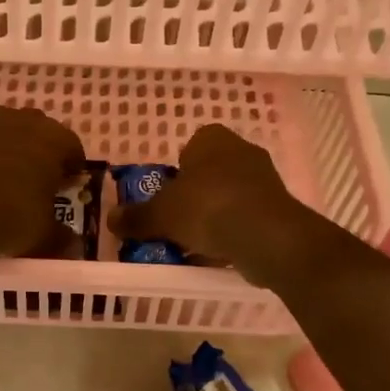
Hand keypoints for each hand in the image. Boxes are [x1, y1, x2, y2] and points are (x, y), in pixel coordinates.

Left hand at [0, 105, 85, 260]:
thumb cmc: (12, 215)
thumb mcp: (44, 234)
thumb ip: (62, 236)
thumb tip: (73, 245)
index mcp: (55, 139)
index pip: (73, 149)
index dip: (73, 170)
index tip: (68, 188)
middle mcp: (27, 121)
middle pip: (43, 135)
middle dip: (44, 155)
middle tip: (41, 183)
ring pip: (13, 134)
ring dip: (16, 151)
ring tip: (11, 181)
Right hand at [108, 124, 323, 284]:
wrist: (267, 236)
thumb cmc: (207, 208)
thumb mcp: (161, 214)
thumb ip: (136, 217)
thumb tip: (110, 219)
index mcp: (212, 138)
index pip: (188, 147)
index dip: (174, 173)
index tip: (165, 198)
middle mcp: (241, 150)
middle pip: (208, 173)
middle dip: (193, 196)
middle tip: (175, 222)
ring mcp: (264, 179)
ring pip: (228, 196)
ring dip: (214, 216)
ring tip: (195, 243)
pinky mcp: (278, 207)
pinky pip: (246, 217)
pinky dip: (233, 231)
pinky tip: (220, 252)